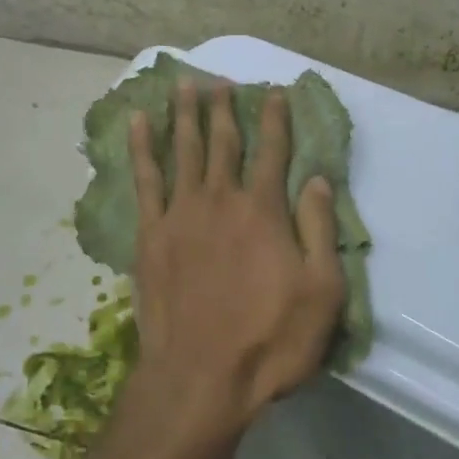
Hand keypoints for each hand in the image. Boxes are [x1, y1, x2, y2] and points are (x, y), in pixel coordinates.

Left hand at [124, 80, 345, 445]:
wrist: (200, 377)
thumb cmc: (270, 340)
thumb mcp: (322, 292)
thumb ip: (320, 229)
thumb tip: (319, 178)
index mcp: (263, 210)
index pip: (273, 150)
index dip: (275, 118)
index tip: (274, 91)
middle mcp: (221, 198)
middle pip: (223, 141)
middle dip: (224, 107)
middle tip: (221, 80)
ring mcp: (181, 213)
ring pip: (183, 149)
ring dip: (184, 114)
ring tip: (184, 85)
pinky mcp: (151, 233)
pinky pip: (144, 179)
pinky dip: (141, 146)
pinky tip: (137, 122)